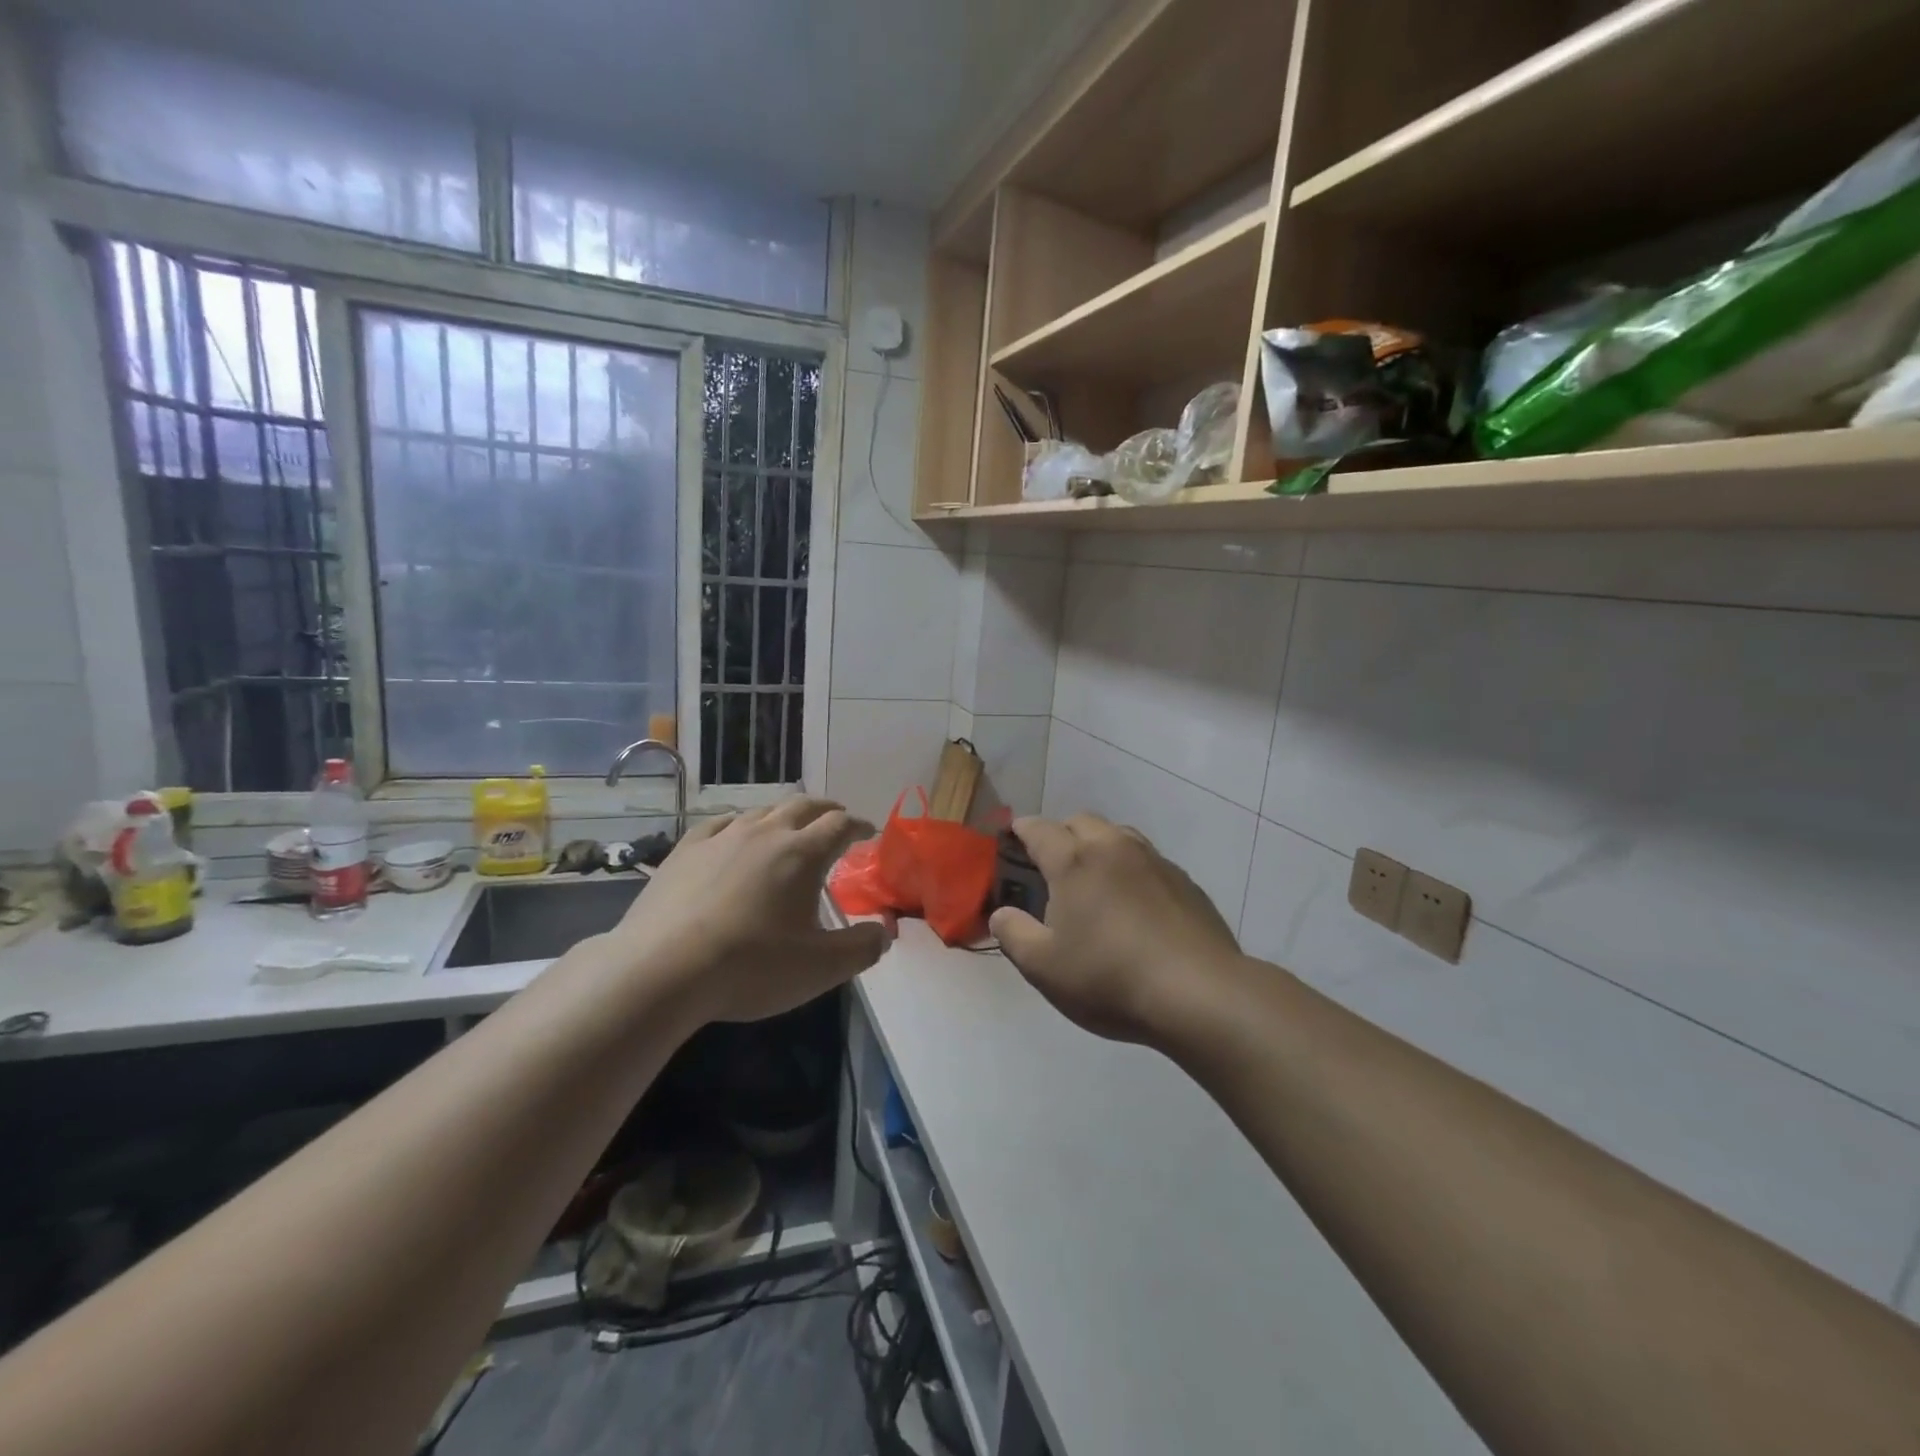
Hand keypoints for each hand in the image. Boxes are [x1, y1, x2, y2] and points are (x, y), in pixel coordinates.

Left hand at [605, 797, 889, 1025]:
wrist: (662, 970)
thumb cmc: (751, 967)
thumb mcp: (820, 968)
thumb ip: (862, 948)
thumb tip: (885, 931)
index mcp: (802, 854)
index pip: (840, 825)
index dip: (859, 826)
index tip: (868, 833)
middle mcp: (765, 833)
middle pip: (804, 805)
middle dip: (826, 809)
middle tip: (837, 819)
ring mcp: (722, 837)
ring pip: (762, 811)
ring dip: (785, 813)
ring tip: (790, 826)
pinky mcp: (686, 850)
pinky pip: (721, 823)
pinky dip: (740, 823)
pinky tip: (735, 834)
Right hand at [989, 815, 1242, 1044]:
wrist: (1199, 993)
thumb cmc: (1109, 978)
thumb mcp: (1044, 967)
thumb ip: (1013, 934)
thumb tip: (1001, 913)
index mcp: (1074, 861)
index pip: (1039, 829)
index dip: (1020, 830)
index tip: (1011, 837)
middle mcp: (1114, 847)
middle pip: (1081, 821)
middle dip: (1061, 833)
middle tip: (1051, 863)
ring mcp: (1155, 861)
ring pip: (1119, 835)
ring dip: (1099, 845)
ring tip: (1093, 877)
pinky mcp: (1185, 882)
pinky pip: (1148, 860)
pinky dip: (1131, 868)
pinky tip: (1134, 902)